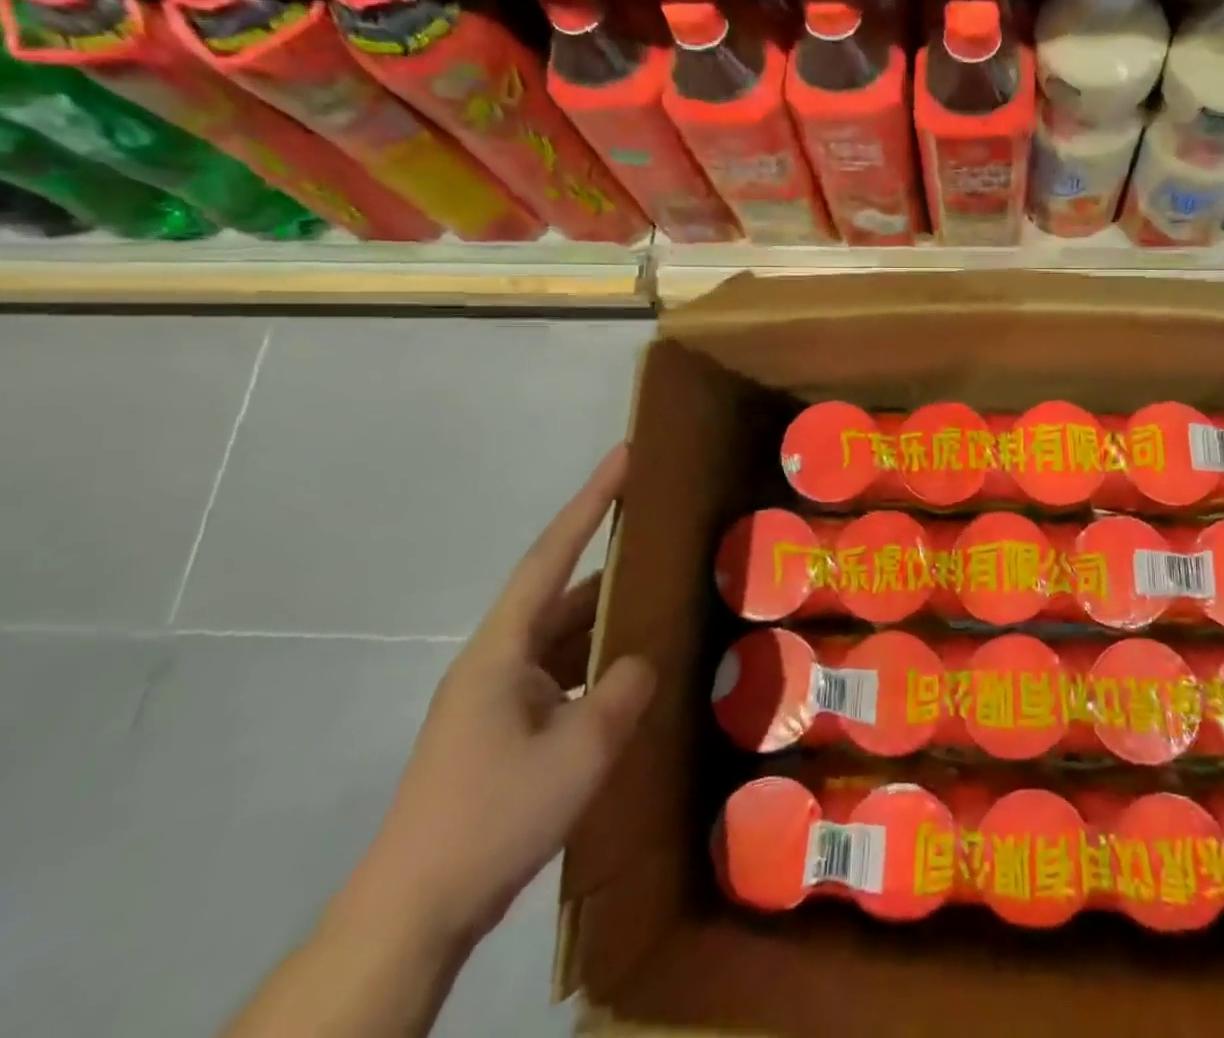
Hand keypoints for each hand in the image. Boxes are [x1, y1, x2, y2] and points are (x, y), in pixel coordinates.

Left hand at [344, 446, 654, 949]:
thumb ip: (622, 690)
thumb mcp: (579, 749)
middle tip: (661, 530)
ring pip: (564, 637)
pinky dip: (598, 663)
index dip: (589, 502)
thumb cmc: (493, 815)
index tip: (622, 457)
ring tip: (662, 597)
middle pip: (561, 593)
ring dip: (607, 617)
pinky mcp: (504, 731)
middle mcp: (497, 661)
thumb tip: (643, 658)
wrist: (414, 913)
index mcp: (502, 649)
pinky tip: (632, 671)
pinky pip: (562, 675)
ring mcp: (498, 698)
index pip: (551, 556)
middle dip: (610, 560)